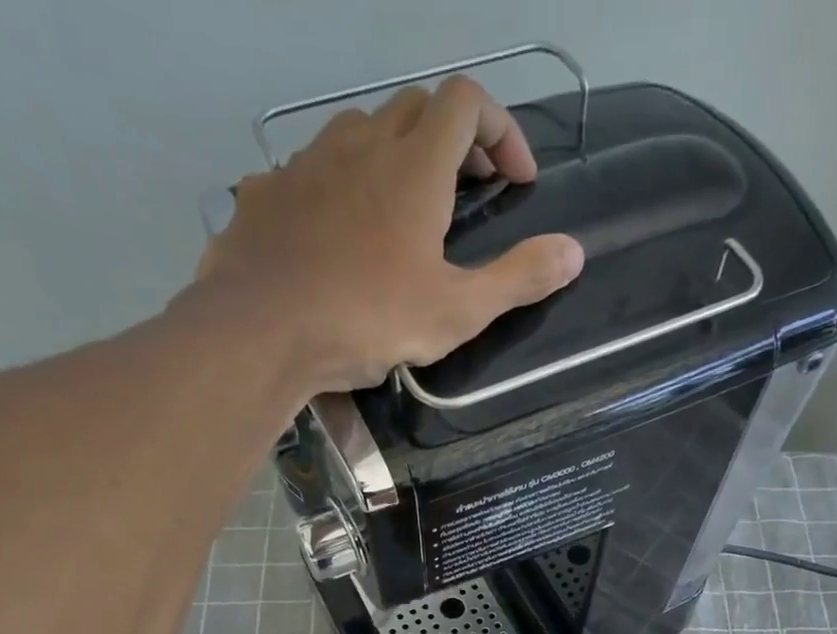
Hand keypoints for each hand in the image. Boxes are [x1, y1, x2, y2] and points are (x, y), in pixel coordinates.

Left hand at [191, 77, 584, 395]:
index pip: (467, 102)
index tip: (516, 181)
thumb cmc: (369, 320)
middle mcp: (362, 143)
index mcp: (415, 165)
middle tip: (470, 192)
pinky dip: (342, 185)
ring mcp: (308, 161)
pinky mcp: (269, 191)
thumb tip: (574, 252)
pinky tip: (340, 231)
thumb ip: (517, 280)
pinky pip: (313, 169)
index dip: (501, 129)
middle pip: (417, 109)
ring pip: (361, 131)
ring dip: (395, 155)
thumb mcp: (456, 311)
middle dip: (454, 141)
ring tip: (405, 211)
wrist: (262, 329)